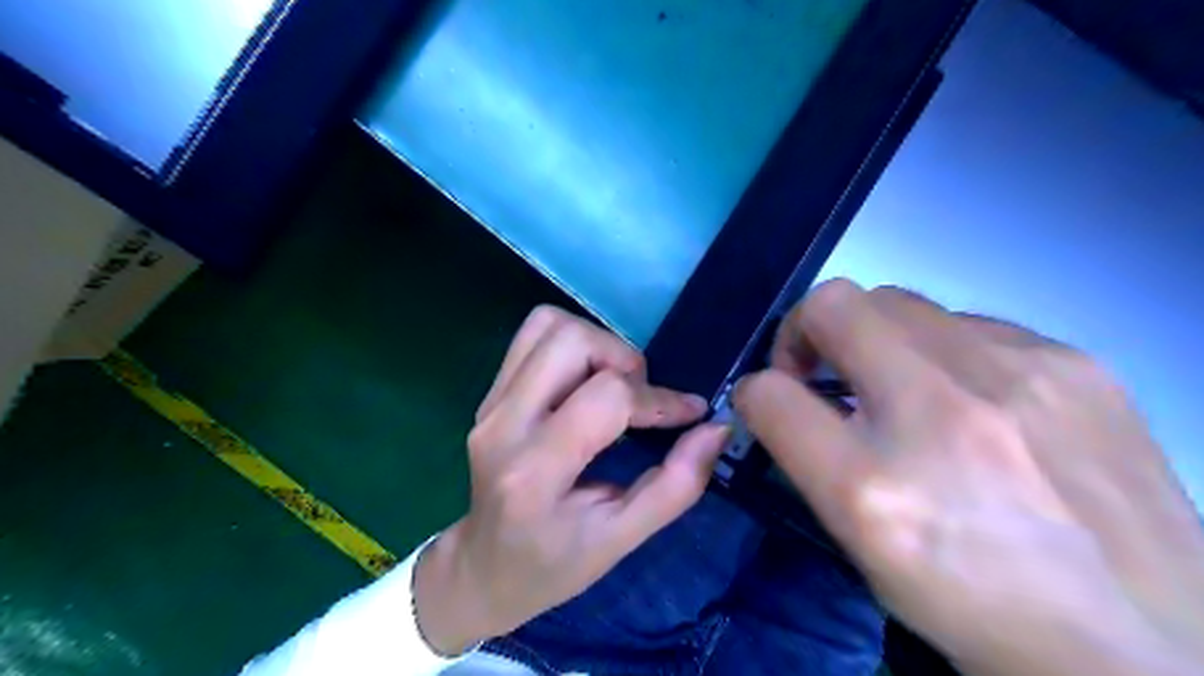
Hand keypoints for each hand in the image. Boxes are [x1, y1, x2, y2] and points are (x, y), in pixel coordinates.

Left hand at [413, 306, 729, 654]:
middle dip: (623, 359)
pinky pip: (532, 336)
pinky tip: (586, 379)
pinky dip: (571, 343)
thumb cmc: (554, 564)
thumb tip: (715, 429)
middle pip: (571, 342)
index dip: (658, 398)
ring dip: (597, 344)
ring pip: (549, 326)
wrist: (483, 568)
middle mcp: (504, 425)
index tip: (689, 413)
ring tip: (613, 385)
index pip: (606, 398)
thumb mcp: (622, 539)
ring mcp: (489, 404)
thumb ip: (676, 485)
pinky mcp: (488, 394)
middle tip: (640, 397)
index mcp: (536, 472)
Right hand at [735, 281, 1203, 675]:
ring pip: (897, 301)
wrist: (1146, 648)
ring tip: (901, 389)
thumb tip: (779, 398)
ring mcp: (1017, 375)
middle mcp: (940, 415)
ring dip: (874, 337)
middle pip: (833, 304)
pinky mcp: (1074, 362)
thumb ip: (807, 460)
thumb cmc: (975, 602)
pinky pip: (966, 322)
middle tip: (824, 376)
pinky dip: (941, 349)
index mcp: (874, 489)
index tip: (772, 399)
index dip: (756, 390)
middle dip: (807, 333)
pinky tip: (970, 399)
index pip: (770, 394)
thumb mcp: (864, 548)